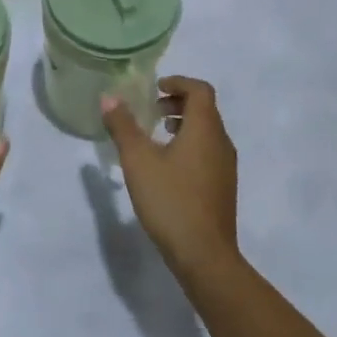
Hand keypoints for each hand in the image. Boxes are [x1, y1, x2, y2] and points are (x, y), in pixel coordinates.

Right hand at [100, 77, 238, 280]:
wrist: (204, 254)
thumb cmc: (171, 200)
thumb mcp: (138, 161)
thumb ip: (123, 126)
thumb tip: (110, 97)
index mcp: (205, 129)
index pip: (200, 90)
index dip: (178, 82)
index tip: (155, 88)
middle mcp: (221, 142)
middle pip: (205, 109)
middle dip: (178, 102)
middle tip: (151, 111)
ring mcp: (226, 167)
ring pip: (207, 132)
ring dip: (184, 125)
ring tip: (156, 136)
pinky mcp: (223, 187)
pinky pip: (208, 152)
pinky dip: (189, 145)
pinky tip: (167, 166)